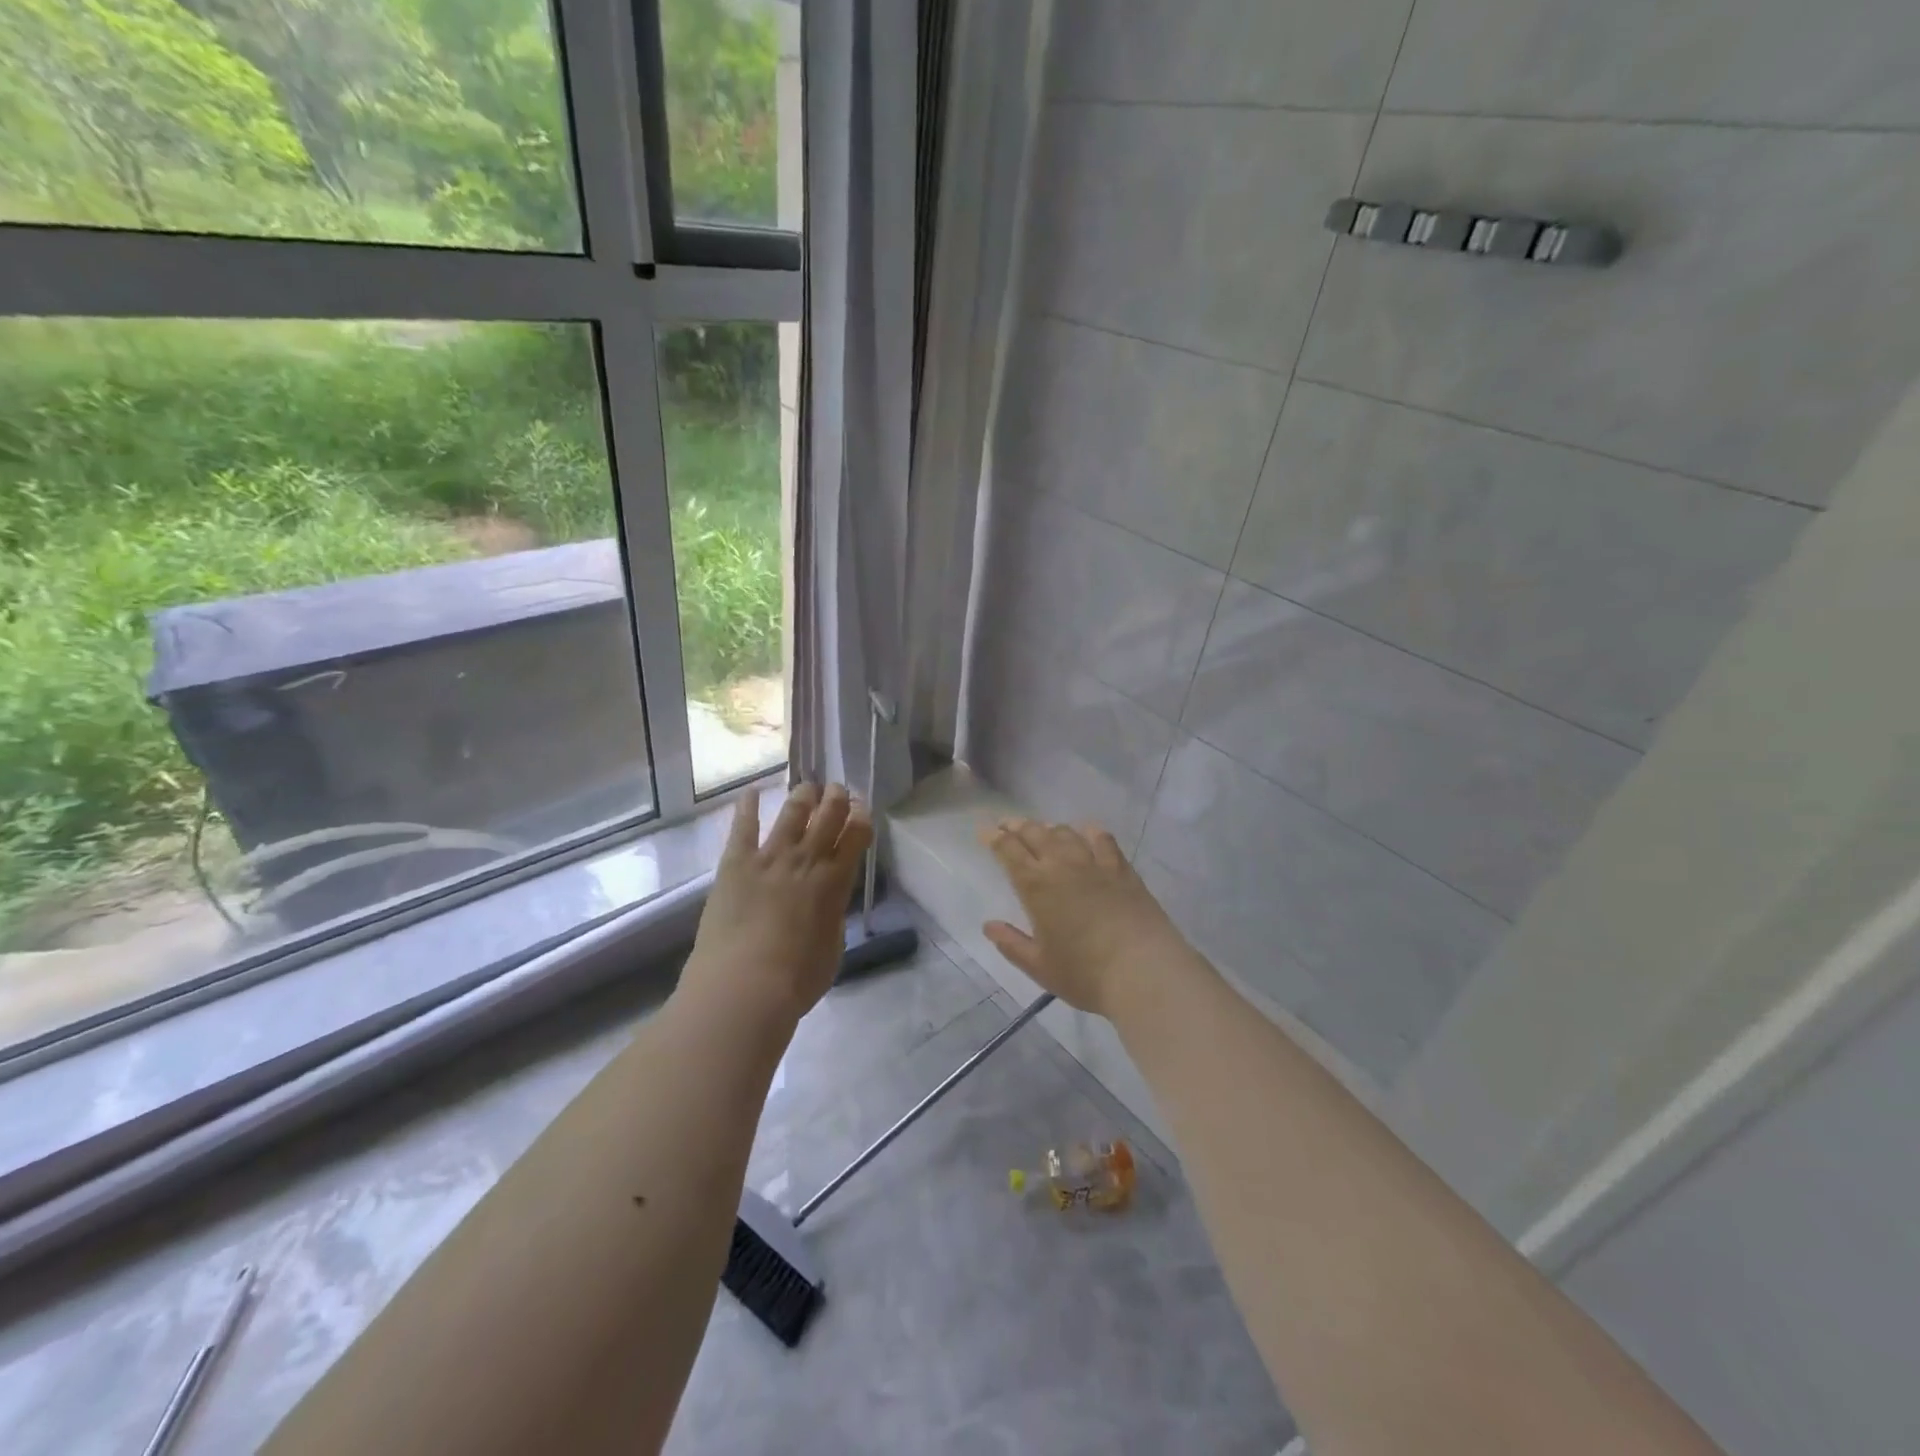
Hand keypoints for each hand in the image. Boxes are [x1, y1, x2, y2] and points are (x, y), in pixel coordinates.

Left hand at [684, 784, 872, 1025]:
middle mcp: (806, 861)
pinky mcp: (736, 864)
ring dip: (803, 797)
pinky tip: (751, 792)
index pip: (856, 837)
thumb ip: (833, 917)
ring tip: (808, 787)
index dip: (862, 818)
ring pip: (792, 815)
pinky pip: (743, 828)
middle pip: (827, 817)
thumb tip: (828, 904)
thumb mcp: (833, 948)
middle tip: (839, 789)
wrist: (744, 985)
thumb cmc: (797, 979)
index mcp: (835, 882)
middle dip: (837, 799)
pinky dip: (747, 807)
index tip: (863, 808)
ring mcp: (770, 858)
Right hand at [979, 819, 1194, 1019]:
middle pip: (1034, 833)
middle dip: (1016, 826)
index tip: (984, 831)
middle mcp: (1062, 865)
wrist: (1143, 970)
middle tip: (1006, 825)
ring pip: (1066, 833)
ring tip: (1042, 831)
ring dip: (1049, 828)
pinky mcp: (1122, 869)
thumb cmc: (1085, 973)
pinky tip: (1088, 833)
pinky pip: (1103, 840)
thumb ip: (1012, 944)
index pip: (1008, 850)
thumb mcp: (1039, 966)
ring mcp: (1095, 864)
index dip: (993, 837)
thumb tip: (989, 925)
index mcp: (1036, 886)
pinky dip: (1090, 832)